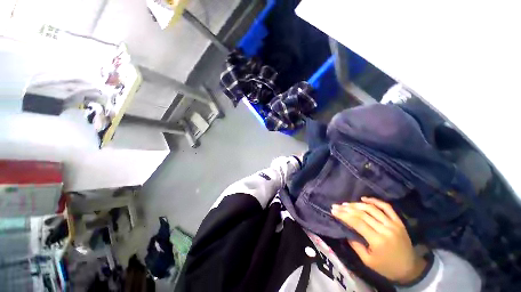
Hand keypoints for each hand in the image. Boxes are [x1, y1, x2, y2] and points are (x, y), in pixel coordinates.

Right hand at [331, 197, 426, 283]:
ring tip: (346, 204)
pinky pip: (386, 207)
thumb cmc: (387, 268)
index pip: (357, 223)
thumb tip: (346, 231)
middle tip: (336, 206)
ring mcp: (393, 224)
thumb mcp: (368, 261)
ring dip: (357, 204)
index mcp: (378, 241)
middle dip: (347, 209)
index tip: (333, 211)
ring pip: (372, 209)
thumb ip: (356, 245)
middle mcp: (385, 229)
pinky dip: (375, 201)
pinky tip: (364, 198)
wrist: (410, 269)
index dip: (344, 215)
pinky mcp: (398, 222)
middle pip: (362, 214)